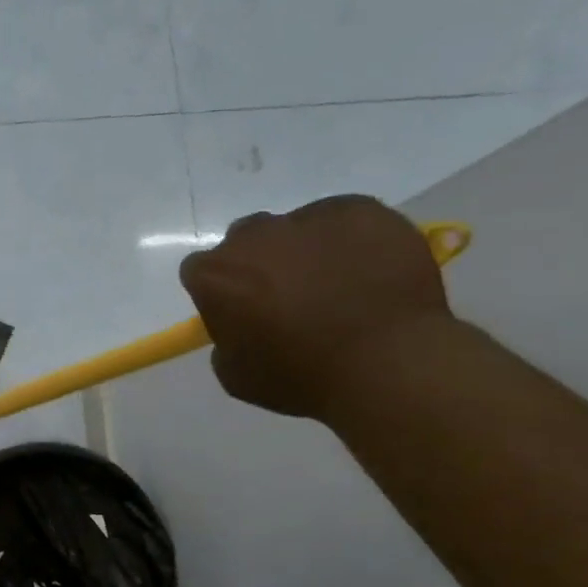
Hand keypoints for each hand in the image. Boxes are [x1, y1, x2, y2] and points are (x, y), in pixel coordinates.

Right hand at [179, 195, 451, 420]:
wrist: (387, 362)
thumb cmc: (300, 376)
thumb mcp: (236, 376)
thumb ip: (225, 341)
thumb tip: (241, 327)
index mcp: (215, 275)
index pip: (200, 272)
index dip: (219, 292)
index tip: (239, 313)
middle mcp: (254, 236)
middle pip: (246, 241)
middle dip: (259, 264)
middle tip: (286, 298)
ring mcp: (308, 218)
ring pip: (297, 229)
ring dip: (306, 252)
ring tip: (338, 287)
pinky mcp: (360, 209)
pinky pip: (345, 221)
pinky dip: (350, 241)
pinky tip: (369, 273)